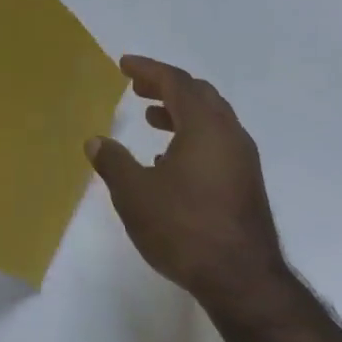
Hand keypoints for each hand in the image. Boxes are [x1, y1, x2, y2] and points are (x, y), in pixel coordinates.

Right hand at [86, 56, 288, 305]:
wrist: (239, 276)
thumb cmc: (182, 227)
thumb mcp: (134, 194)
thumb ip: (113, 162)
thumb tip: (96, 141)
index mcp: (205, 126)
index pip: (175, 82)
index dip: (148, 70)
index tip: (124, 65)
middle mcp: (229, 134)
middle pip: (199, 96)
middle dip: (166, 87)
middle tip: (137, 87)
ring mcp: (242, 159)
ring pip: (211, 120)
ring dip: (180, 113)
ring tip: (150, 119)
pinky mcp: (244, 183)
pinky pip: (216, 143)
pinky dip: (191, 137)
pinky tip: (168, 160)